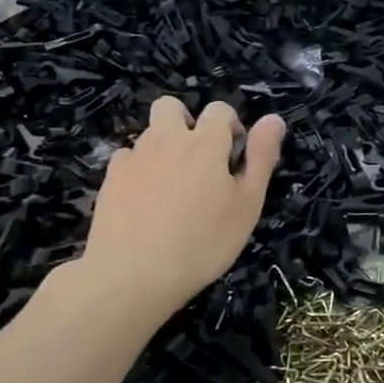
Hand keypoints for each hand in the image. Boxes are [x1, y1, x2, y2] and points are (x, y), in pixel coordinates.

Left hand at [79, 97, 285, 319]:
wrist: (132, 275)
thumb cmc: (202, 243)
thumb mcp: (246, 205)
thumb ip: (261, 157)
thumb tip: (274, 119)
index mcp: (205, 143)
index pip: (219, 110)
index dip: (231, 127)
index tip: (233, 158)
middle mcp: (166, 140)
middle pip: (171, 107)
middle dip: (186, 122)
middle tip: (197, 162)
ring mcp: (133, 158)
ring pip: (148, 134)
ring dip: (163, 148)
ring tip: (172, 189)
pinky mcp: (109, 179)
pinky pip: (126, 160)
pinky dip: (138, 170)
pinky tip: (144, 202)